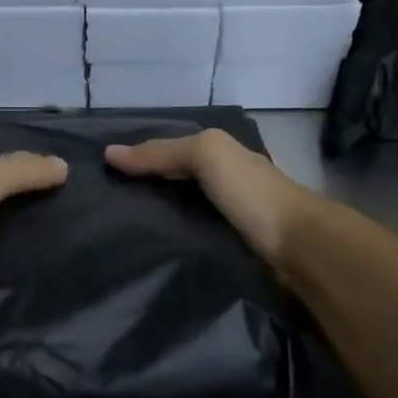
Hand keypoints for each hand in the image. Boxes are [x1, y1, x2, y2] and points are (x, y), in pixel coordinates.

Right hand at [104, 130, 315, 266]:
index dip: (138, 157)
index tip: (99, 173)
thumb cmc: (251, 193)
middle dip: (142, 188)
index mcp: (220, 153)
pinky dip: (169, 237)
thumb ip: (162, 152)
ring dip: (153, 217)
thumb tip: (109, 154)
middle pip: (174, 180)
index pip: (169, 150)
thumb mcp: (207, 156)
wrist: (297, 246)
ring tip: (113, 230)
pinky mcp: (229, 246)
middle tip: (99, 204)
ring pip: (180, 209)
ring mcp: (228, 215)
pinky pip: (190, 235)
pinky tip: (147, 247)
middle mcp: (224, 180)